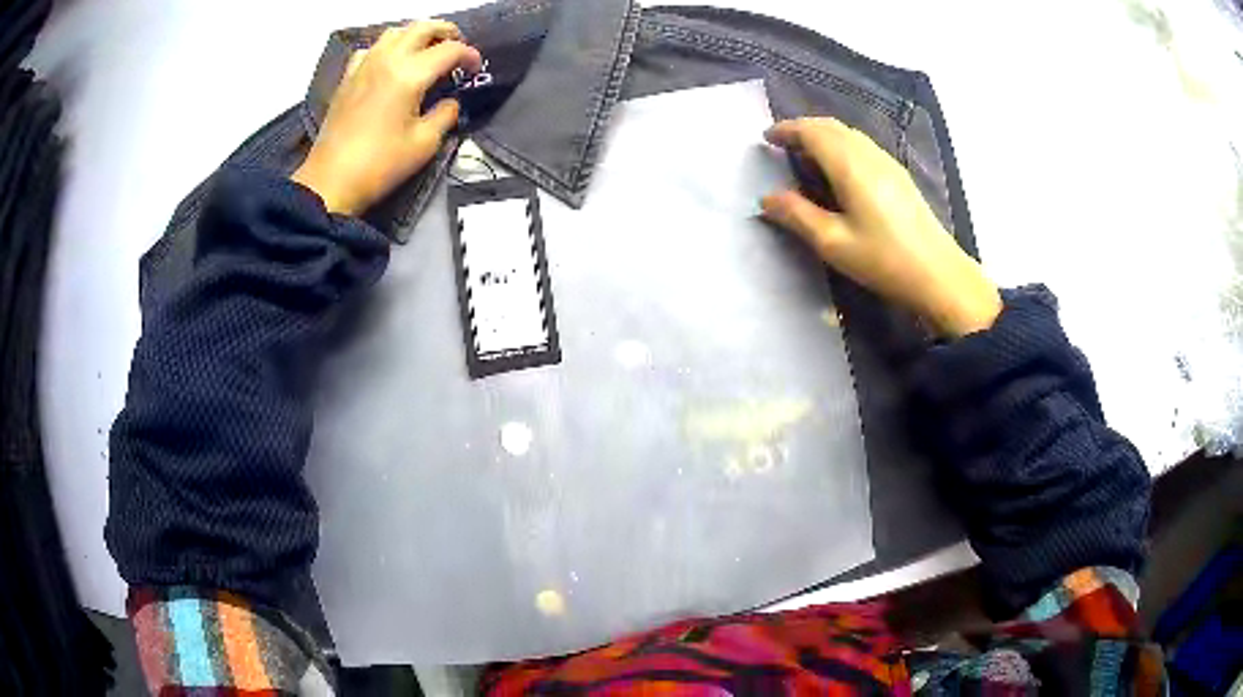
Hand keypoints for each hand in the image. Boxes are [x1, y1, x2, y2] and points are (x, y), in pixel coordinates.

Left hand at [292, 21, 482, 215]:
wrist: (331, 181)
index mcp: (409, 75)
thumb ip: (445, 115)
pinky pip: (371, 48)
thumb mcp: (424, 144)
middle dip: (446, 32)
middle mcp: (387, 60)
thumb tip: (451, 102)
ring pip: (395, 32)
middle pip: (422, 27)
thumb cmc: (380, 165)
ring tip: (426, 50)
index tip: (476, 68)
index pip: (450, 50)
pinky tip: (390, 63)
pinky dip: (387, 48)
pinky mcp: (348, 78)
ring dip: (416, 35)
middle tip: (457, 47)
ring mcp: (364, 66)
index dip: (470, 55)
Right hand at [761, 118, 1000, 337]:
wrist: (938, 274)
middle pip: (831, 127)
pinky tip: (839, 170)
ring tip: (806, 156)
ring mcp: (888, 163)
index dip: (787, 130)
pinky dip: (841, 146)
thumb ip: (797, 215)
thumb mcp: (833, 242)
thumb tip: (767, 198)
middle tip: (782, 144)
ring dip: (823, 136)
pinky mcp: (899, 176)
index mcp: (849, 165)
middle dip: (803, 129)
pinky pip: (863, 146)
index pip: (812, 132)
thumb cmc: (883, 259)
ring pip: (849, 135)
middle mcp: (869, 154)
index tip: (766, 138)